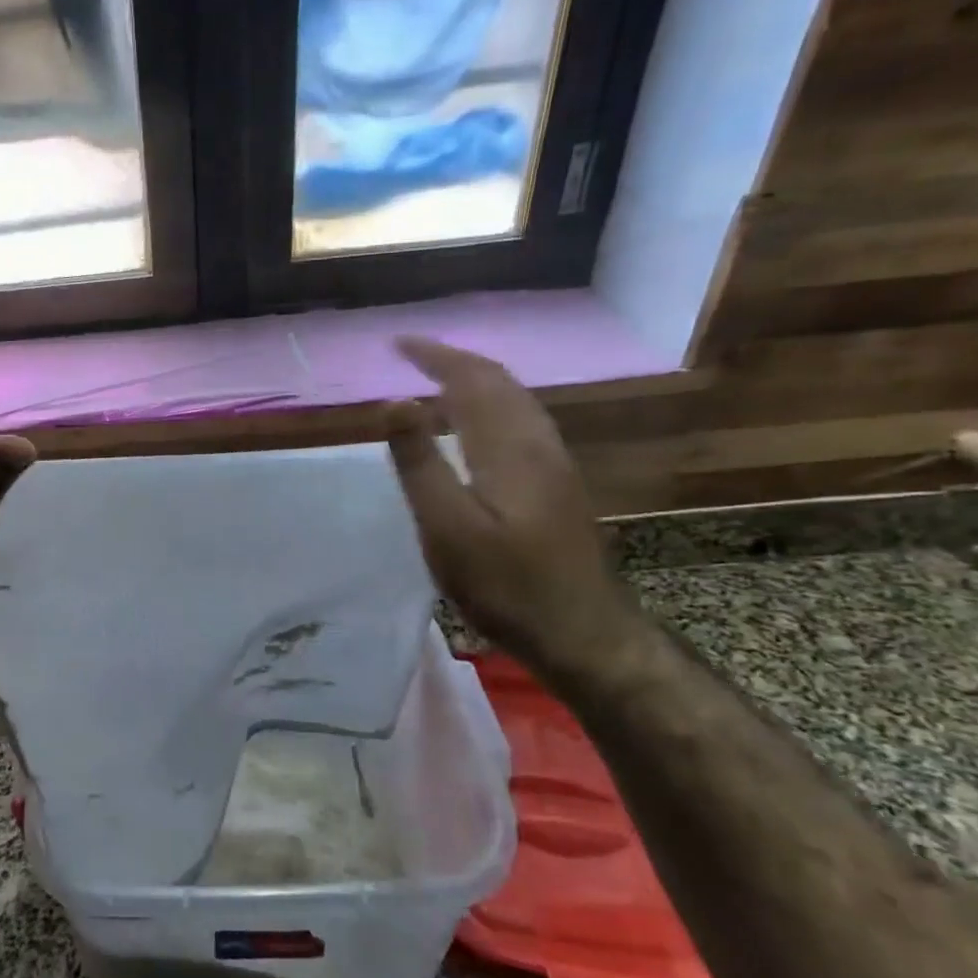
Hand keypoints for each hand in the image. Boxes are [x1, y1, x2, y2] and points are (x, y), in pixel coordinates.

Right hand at [384, 338, 646, 682]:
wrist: (583, 633)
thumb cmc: (506, 584)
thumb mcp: (448, 528)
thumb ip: (420, 463)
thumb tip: (395, 402)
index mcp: (509, 447)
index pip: (471, 381)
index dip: (435, 356)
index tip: (398, 343)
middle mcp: (538, 444)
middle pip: (500, 383)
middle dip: (456, 361)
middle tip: (414, 356)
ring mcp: (554, 465)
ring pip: (515, 402)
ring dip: (475, 381)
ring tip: (437, 382)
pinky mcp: (557, 486)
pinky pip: (520, 422)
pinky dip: (490, 406)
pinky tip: (475, 429)